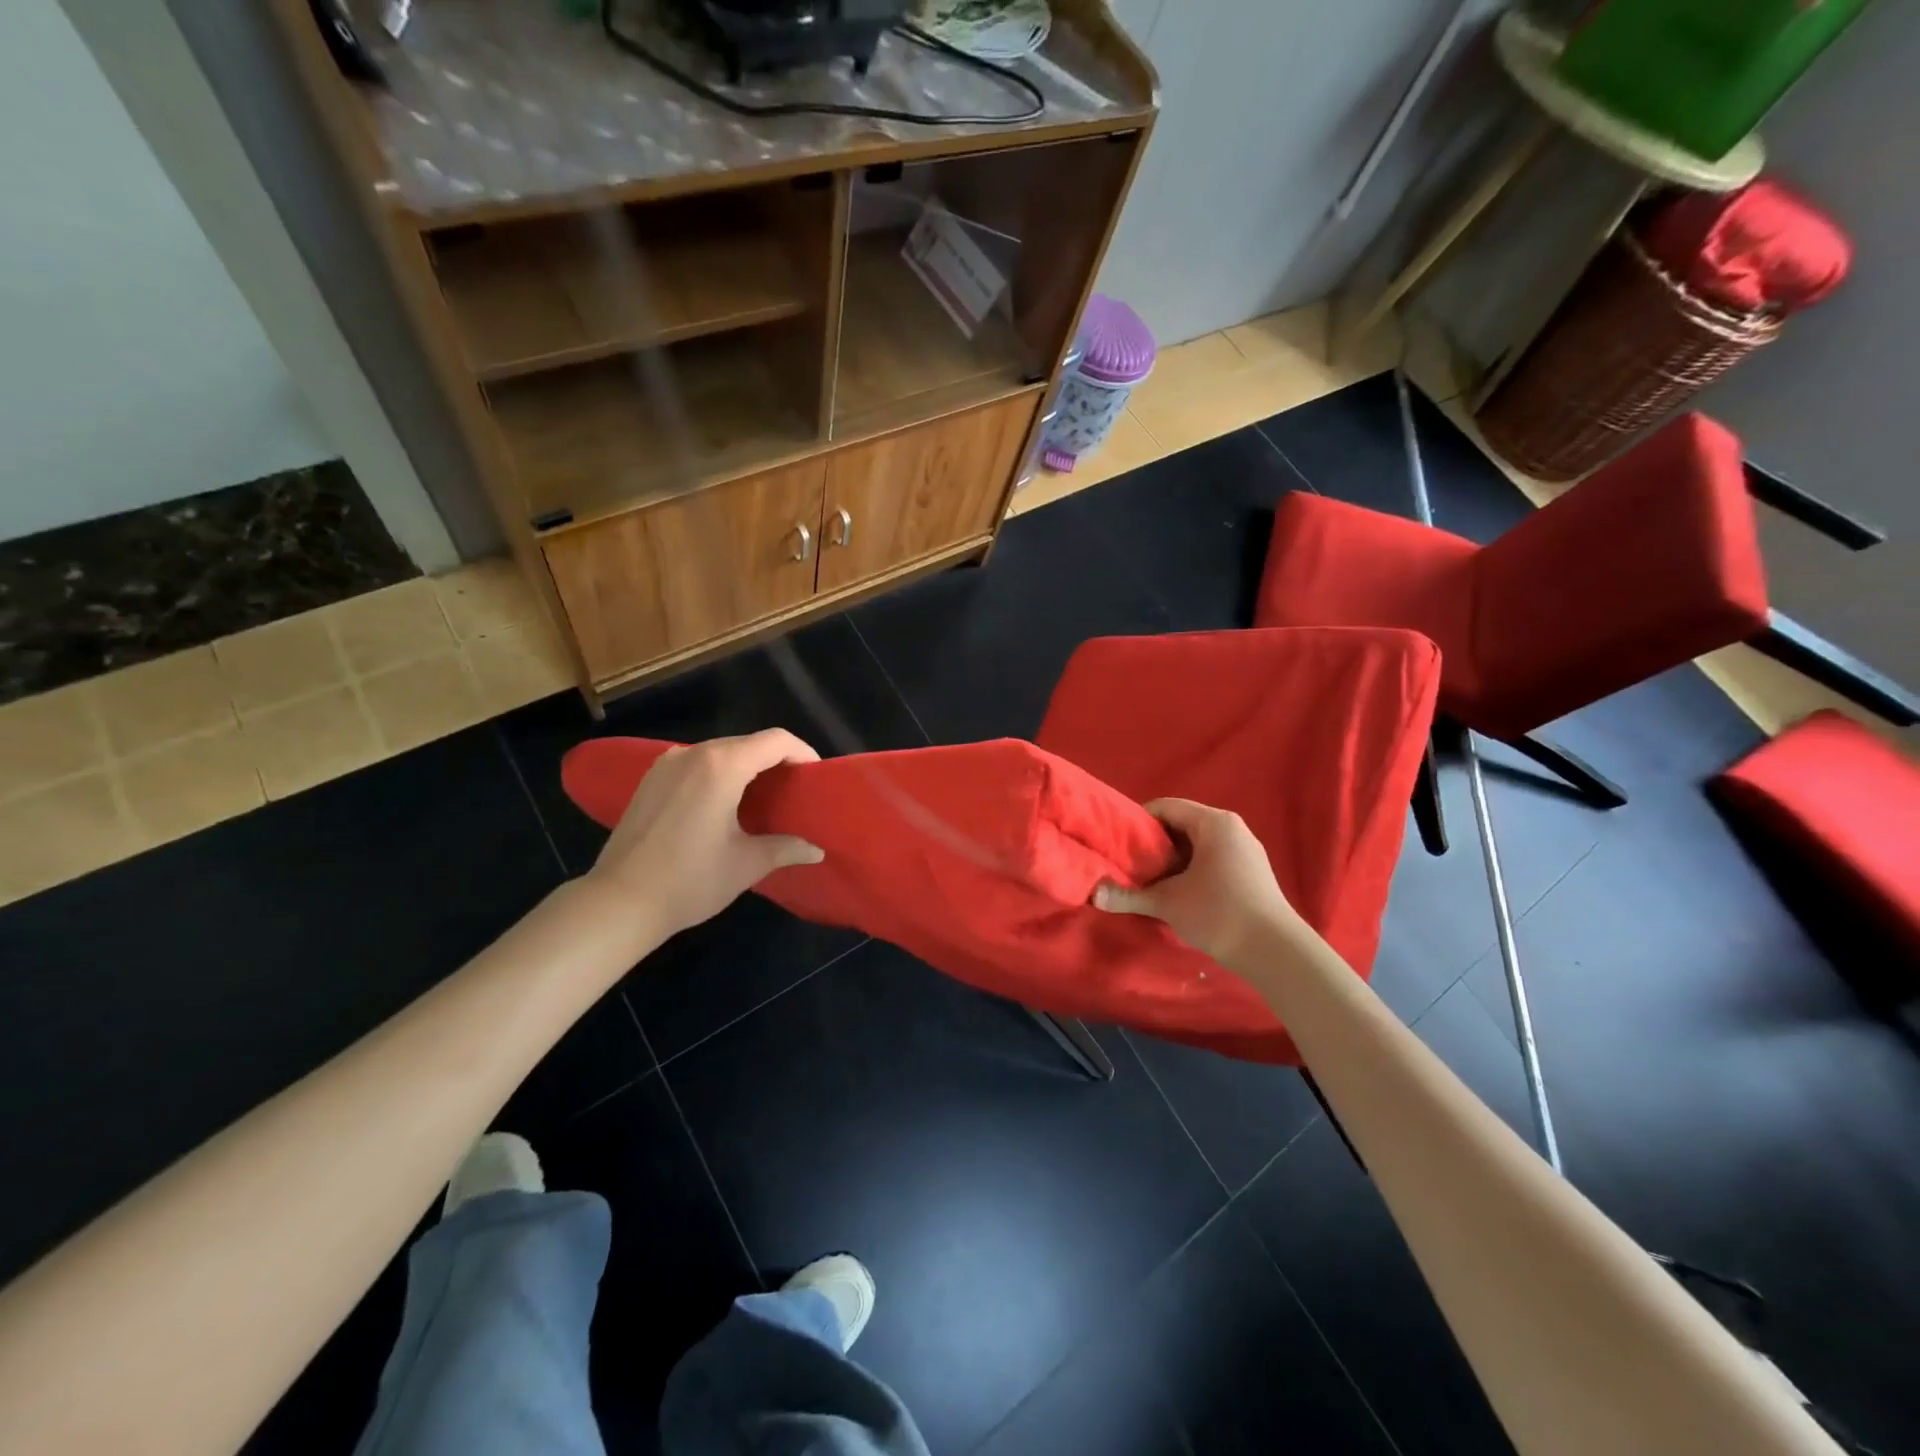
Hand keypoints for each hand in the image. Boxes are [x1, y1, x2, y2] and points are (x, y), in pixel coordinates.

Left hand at [586, 729, 824, 943]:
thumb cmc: (690, 880)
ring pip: (720, 751)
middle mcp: (693, 754)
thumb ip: (786, 848)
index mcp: (722, 766)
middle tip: (793, 791)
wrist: (619, 902)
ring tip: (761, 798)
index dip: (803, 752)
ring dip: (746, 767)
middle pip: (748, 743)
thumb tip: (816, 850)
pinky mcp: (650, 779)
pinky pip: (696, 763)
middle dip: (776, 761)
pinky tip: (722, 804)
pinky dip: (718, 773)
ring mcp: (667, 764)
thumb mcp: (747, 864)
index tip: (815, 777)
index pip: (776, 740)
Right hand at [1093, 798, 1302, 968]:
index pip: (1165, 808)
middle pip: (1181, 825)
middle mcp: (1232, 828)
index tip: (1119, 844)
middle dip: (1154, 844)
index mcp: (1213, 823)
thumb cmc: (1219, 913)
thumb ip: (1128, 895)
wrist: (1276, 952)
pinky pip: (1213, 859)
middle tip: (1131, 865)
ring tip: (1150, 881)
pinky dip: (1191, 870)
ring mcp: (1245, 850)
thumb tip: (1092, 893)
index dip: (1138, 823)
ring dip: (1172, 861)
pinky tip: (1179, 894)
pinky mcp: (1252, 872)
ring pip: (1197, 845)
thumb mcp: (1167, 903)